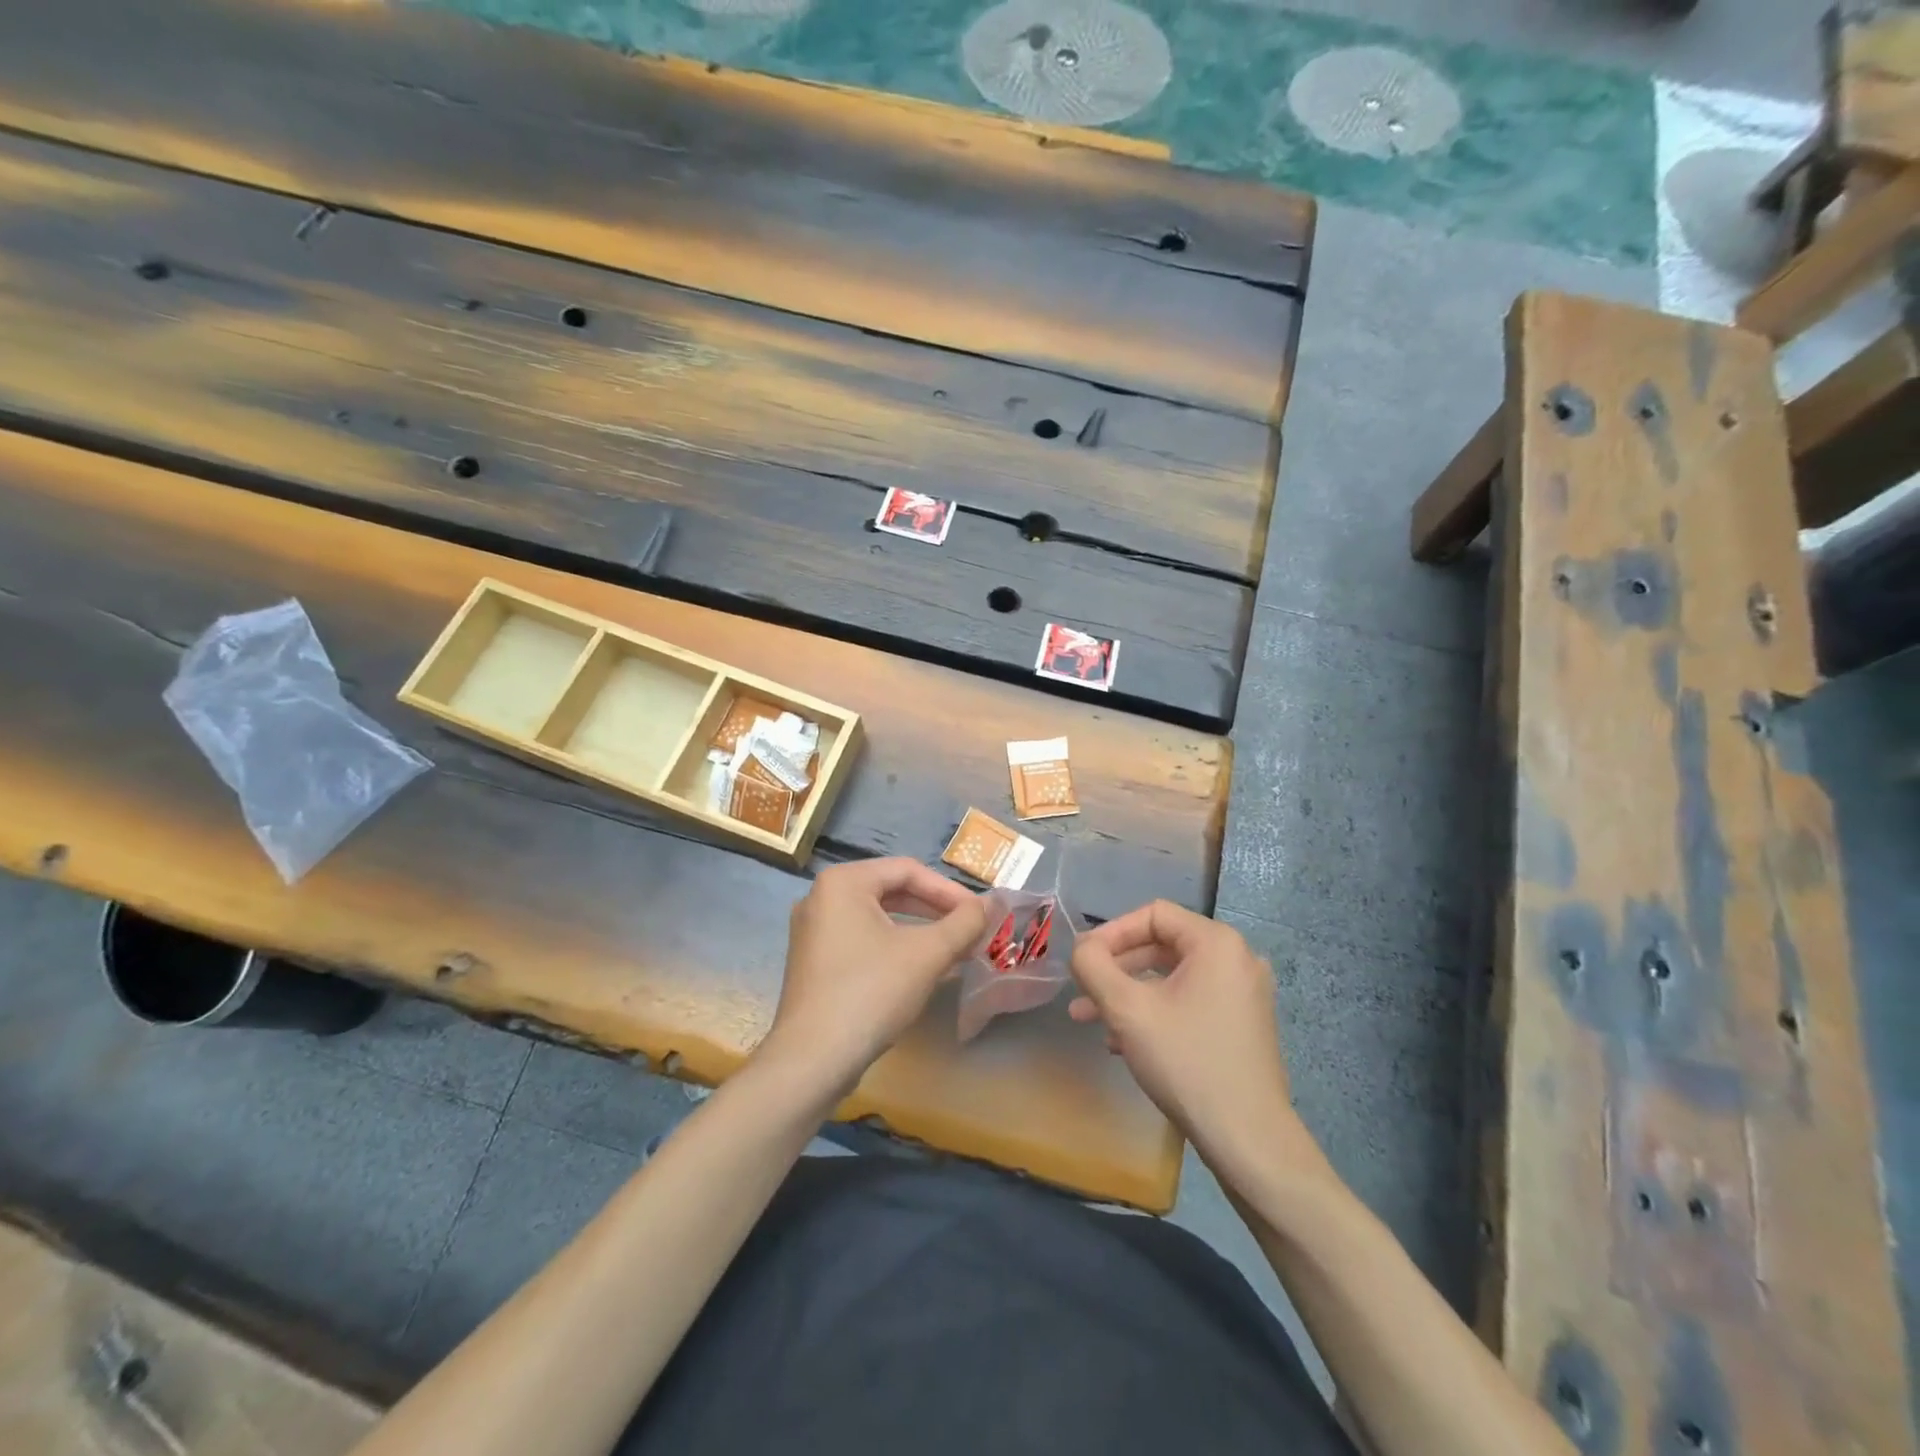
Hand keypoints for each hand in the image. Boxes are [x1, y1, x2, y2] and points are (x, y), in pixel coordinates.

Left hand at [757, 858, 986, 1102]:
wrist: (812, 1060)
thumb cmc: (871, 992)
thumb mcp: (926, 954)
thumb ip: (963, 923)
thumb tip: (991, 904)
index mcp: (843, 881)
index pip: (908, 870)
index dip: (950, 891)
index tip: (981, 915)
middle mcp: (822, 897)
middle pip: (892, 892)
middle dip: (936, 912)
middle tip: (971, 931)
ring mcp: (813, 932)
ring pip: (879, 919)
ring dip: (920, 932)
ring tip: (955, 951)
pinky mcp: (814, 963)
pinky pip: (863, 941)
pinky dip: (895, 949)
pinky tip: (922, 970)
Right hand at [1070, 901, 1307, 1182]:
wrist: (1248, 1140)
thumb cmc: (1186, 1062)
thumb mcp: (1127, 1009)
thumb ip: (1094, 967)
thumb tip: (1082, 949)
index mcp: (1216, 943)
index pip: (1153, 915)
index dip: (1111, 933)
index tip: (1082, 961)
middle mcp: (1237, 959)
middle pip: (1162, 945)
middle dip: (1115, 968)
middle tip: (1080, 991)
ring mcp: (1244, 994)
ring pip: (1172, 978)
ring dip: (1128, 994)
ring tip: (1090, 1020)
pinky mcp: (1243, 1025)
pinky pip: (1190, 1001)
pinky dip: (1155, 1012)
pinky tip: (1123, 1042)